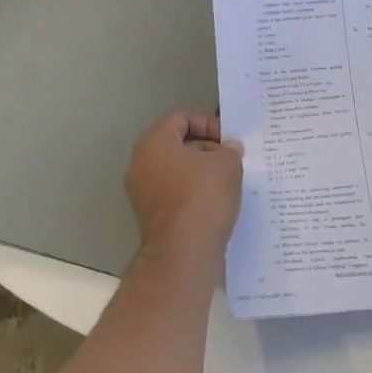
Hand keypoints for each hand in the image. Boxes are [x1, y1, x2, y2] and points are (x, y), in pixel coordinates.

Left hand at [124, 112, 242, 266]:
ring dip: (201, 173)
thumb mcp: (227, 163)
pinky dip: (194, 194)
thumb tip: (228, 149)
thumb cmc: (203, 196)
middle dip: (206, 149)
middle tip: (231, 160)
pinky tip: (216, 204)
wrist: (183, 253)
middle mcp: (141, 164)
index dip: (208, 124)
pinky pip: (175, 194)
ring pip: (176, 171)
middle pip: (177, 145)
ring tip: (227, 182)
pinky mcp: (151, 217)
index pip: (181, 119)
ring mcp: (142, 193)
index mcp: (154, 142)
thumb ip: (229, 149)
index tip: (228, 141)